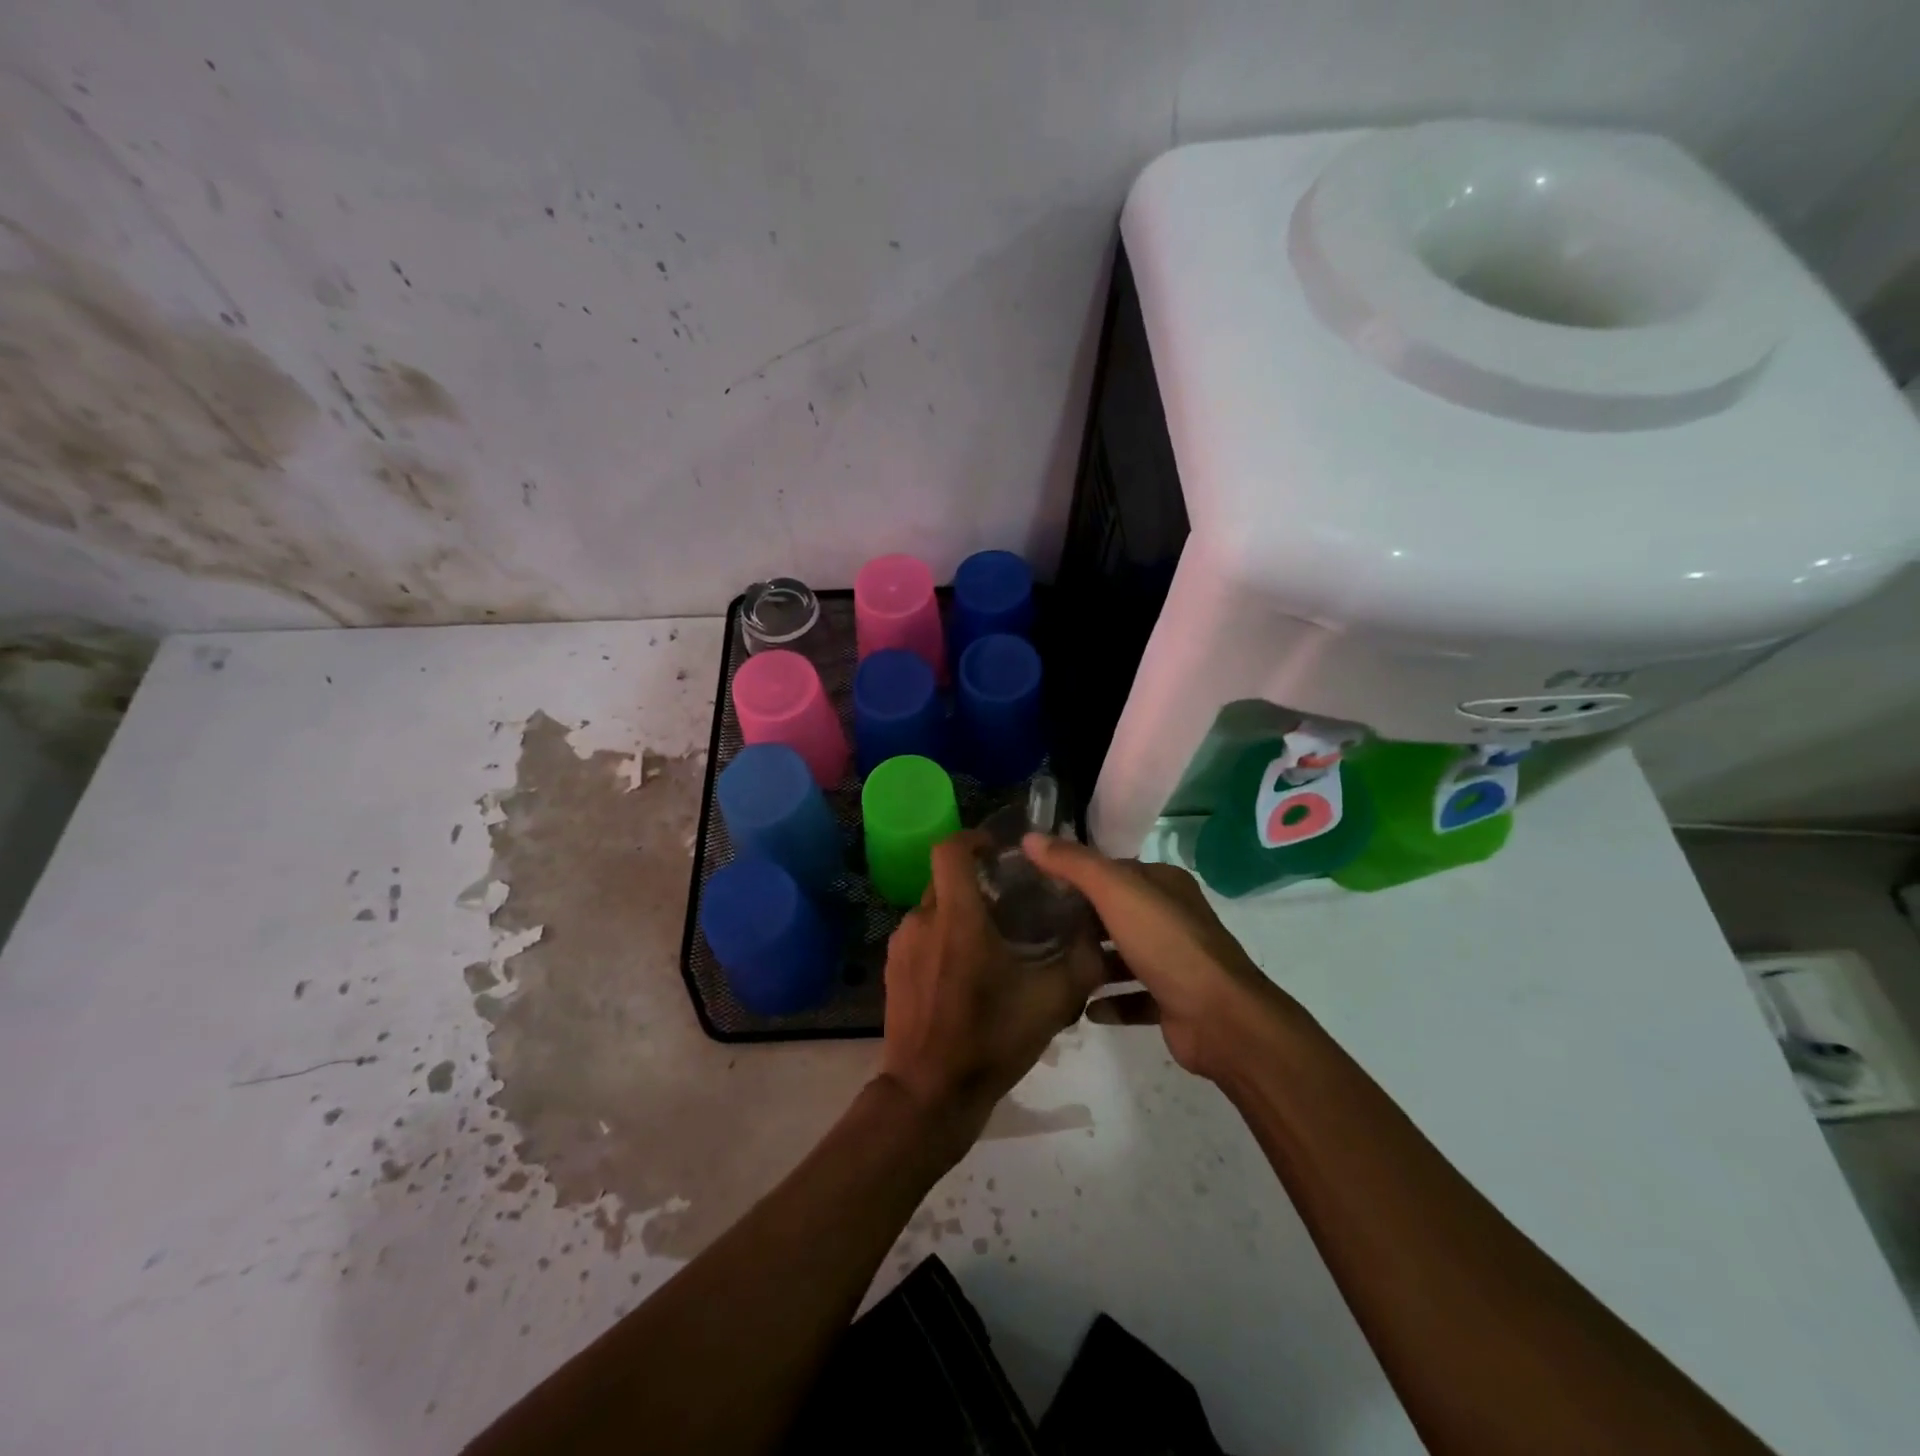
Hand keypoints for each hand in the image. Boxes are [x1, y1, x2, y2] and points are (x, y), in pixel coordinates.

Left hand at [878, 831, 1105, 1148]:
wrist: (927, 1094)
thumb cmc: (990, 1041)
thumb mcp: (1050, 1003)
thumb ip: (1081, 962)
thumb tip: (1098, 933)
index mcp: (956, 918)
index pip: (951, 849)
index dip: (974, 838)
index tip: (999, 852)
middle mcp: (922, 920)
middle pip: (945, 879)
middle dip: (976, 882)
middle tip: (1009, 903)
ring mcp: (901, 945)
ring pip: (933, 909)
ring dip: (960, 914)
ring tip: (991, 943)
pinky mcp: (892, 969)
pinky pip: (920, 936)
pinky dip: (942, 939)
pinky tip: (964, 974)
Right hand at [1021, 835, 1296, 1080]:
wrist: (1220, 1018)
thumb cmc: (1167, 943)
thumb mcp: (1115, 891)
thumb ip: (1073, 863)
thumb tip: (1030, 837)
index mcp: (1164, 884)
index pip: (1114, 870)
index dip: (1077, 873)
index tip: (1037, 883)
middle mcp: (1172, 917)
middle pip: (1117, 912)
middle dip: (1081, 919)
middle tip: (1035, 926)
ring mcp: (1175, 961)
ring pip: (1125, 955)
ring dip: (1094, 961)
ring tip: (1052, 965)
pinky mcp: (1173, 1001)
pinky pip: (1133, 997)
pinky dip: (1109, 1001)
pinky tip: (1082, 1007)